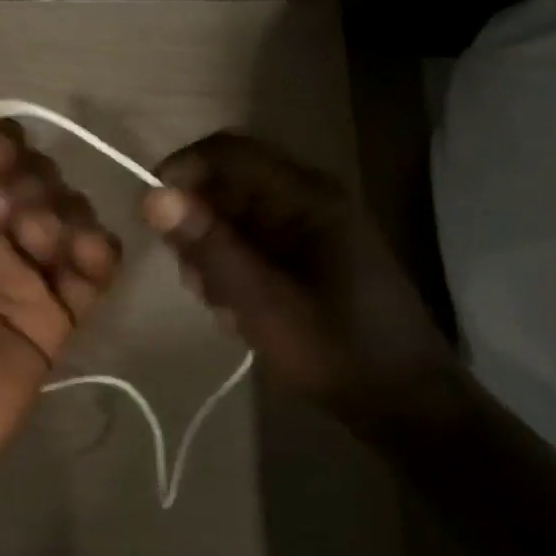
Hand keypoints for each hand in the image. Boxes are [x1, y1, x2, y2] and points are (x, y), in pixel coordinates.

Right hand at [140, 132, 452, 431]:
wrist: (406, 403)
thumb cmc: (336, 351)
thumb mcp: (262, 303)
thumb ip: (209, 247)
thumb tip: (152, 196)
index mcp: (308, 196)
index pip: (227, 152)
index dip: (181, 171)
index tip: (149, 215)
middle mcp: (309, 198)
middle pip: (228, 183)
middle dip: (198, 225)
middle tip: (192, 278)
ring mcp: (310, 225)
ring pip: (235, 216)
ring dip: (213, 253)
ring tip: (220, 303)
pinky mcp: (308, 252)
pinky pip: (252, 240)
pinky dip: (233, 268)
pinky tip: (238, 309)